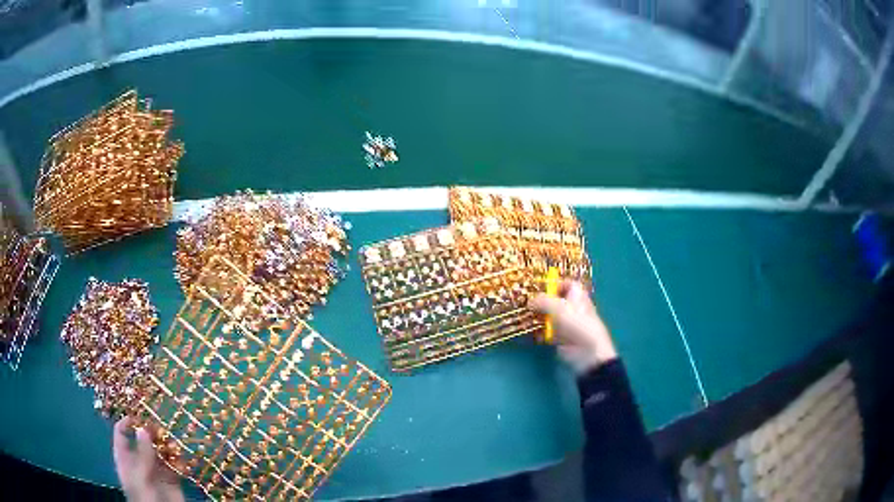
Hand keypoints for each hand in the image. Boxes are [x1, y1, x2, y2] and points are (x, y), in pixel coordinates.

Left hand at [113, 417, 184, 501]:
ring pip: (160, 451)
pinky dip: (178, 460)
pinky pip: (175, 465)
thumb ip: (142, 454)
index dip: (128, 422)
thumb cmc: (145, 498)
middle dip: (152, 432)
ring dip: (167, 445)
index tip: (139, 415)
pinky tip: (181, 460)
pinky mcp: (172, 480)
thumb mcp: (140, 476)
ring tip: (173, 445)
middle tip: (161, 428)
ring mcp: (156, 471)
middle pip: (143, 439)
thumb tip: (143, 428)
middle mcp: (140, 462)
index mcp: (126, 459)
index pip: (121, 433)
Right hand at [529, 280, 617, 373]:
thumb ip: (542, 301)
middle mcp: (573, 308)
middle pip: (557, 301)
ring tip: (528, 318)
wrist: (587, 352)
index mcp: (578, 296)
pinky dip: (541, 333)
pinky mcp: (563, 338)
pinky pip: (549, 332)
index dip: (555, 284)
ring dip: (540, 318)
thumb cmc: (576, 324)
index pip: (568, 284)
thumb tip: (530, 302)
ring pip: (551, 317)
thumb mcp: (558, 307)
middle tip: (529, 304)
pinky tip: (532, 333)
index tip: (541, 289)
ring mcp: (568, 324)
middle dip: (543, 302)